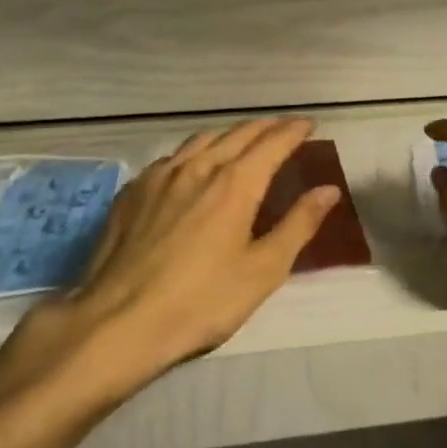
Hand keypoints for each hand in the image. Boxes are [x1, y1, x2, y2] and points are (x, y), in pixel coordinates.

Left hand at [0, 118, 339, 426]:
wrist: (117, 323)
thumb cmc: (201, 301)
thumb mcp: (263, 270)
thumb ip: (299, 224)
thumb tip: (329, 190)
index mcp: (236, 183)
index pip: (273, 142)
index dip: (294, 130)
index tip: (309, 124)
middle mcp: (199, 167)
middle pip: (238, 134)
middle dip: (266, 127)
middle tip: (283, 129)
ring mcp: (160, 176)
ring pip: (202, 139)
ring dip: (230, 134)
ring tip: (243, 141)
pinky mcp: (132, 192)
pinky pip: (172, 158)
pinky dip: (195, 152)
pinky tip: (192, 168)